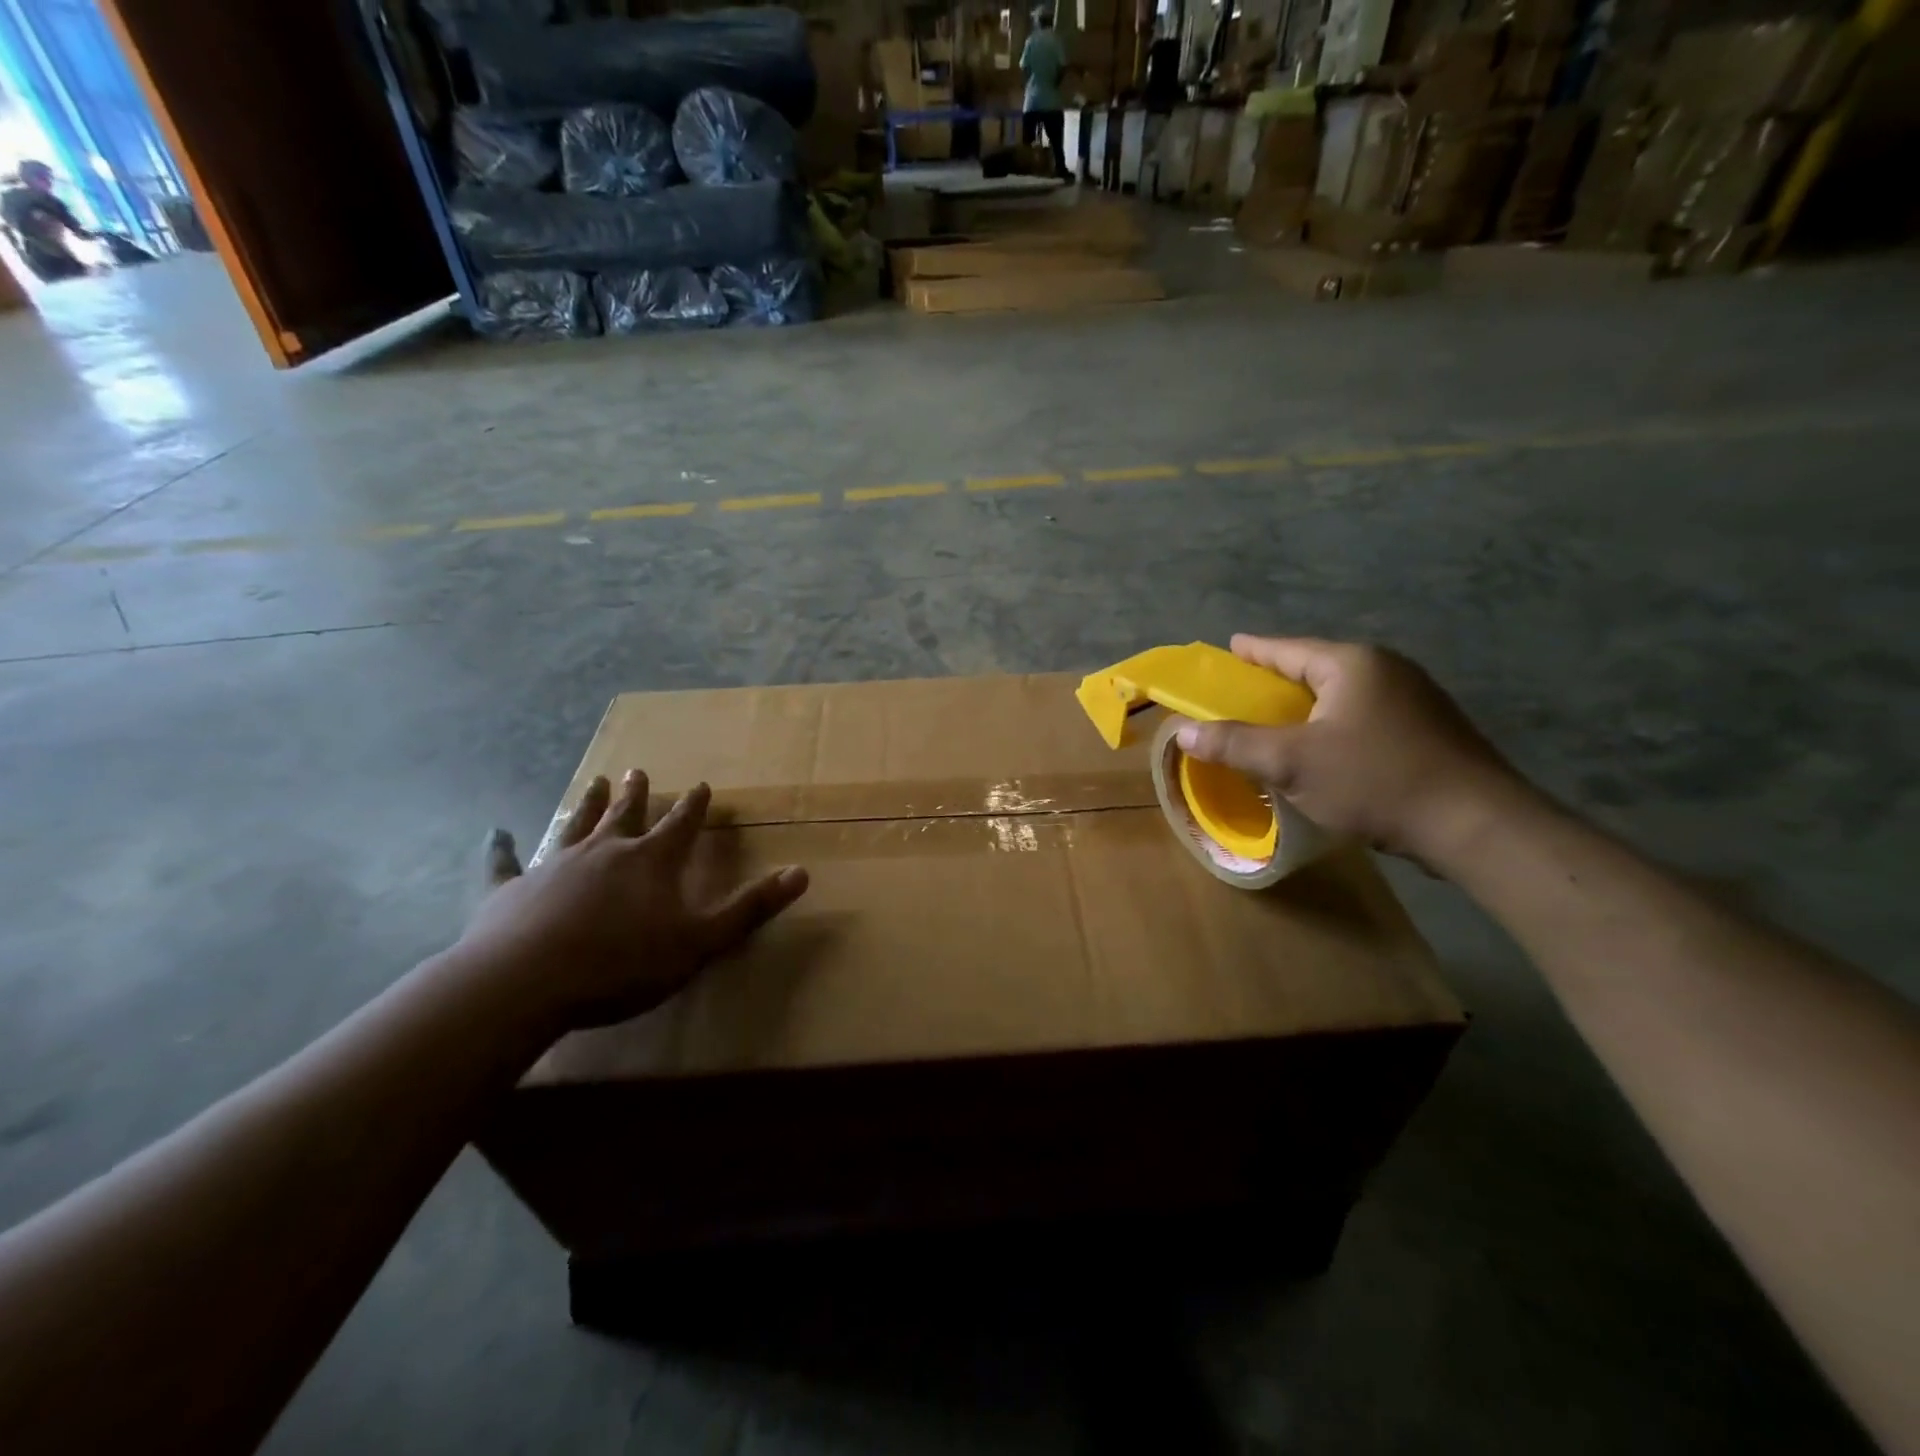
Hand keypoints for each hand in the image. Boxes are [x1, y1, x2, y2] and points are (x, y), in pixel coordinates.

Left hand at [462, 771, 807, 1031]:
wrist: (525, 983)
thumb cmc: (622, 964)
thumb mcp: (700, 941)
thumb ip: (750, 908)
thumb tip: (802, 873)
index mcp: (652, 862)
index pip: (682, 825)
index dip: (694, 806)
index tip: (701, 785)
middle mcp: (605, 851)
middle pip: (626, 815)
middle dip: (639, 794)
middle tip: (640, 770)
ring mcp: (554, 866)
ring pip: (575, 825)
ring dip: (587, 804)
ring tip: (596, 782)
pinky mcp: (510, 890)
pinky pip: (504, 864)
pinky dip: (501, 849)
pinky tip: (495, 833)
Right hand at [1173, 636, 1530, 868]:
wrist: (1475, 825)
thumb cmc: (1375, 781)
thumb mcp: (1292, 763)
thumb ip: (1235, 743)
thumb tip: (1183, 730)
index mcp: (1353, 664)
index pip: (1289, 649)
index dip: (1254, 651)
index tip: (1230, 647)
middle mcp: (1387, 671)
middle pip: (1317, 668)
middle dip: (1280, 679)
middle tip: (1246, 691)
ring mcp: (1415, 700)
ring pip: (1343, 695)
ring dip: (1308, 706)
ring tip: (1280, 722)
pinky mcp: (1430, 731)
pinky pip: (1365, 717)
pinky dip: (1335, 726)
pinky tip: (1326, 750)